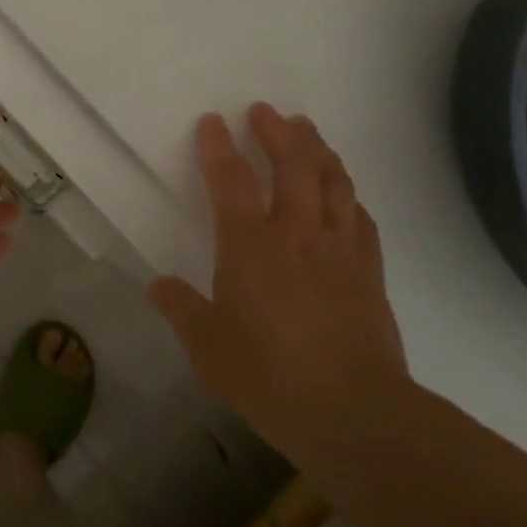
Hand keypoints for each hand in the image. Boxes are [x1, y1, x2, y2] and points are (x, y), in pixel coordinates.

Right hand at [149, 103, 406, 456]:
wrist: (355, 414)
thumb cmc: (270, 378)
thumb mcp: (209, 348)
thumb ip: (182, 310)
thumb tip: (157, 285)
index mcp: (251, 247)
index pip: (232, 182)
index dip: (219, 148)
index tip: (213, 121)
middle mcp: (297, 235)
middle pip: (292, 166)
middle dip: (277, 132)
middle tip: (265, 111)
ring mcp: (339, 250)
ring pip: (332, 182)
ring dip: (317, 149)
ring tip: (307, 129)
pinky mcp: (369, 271)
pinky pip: (359, 216)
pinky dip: (348, 193)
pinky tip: (343, 190)